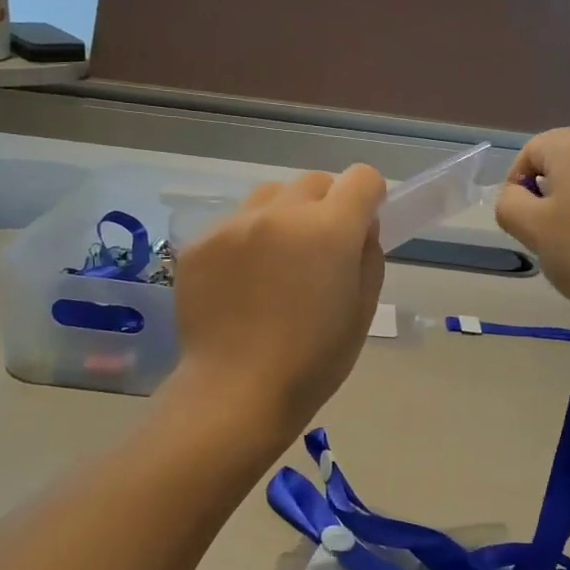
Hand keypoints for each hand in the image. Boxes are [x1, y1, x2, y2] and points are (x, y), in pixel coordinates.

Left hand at [172, 165, 385, 440]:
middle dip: (327, 206)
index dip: (369, 197)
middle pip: (314, 182)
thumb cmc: (313, 361)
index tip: (363, 224)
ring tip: (276, 262)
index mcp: (329, 229)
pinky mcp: (199, 242)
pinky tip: (241, 283)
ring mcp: (234, 224)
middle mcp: (280, 213)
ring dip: (284, 216)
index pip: (361, 178)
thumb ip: (368, 257)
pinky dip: (246, 241)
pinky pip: (234, 224)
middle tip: (320, 250)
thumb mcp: (362, 311)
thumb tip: (361, 228)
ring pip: (270, 196)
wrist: (236, 392)